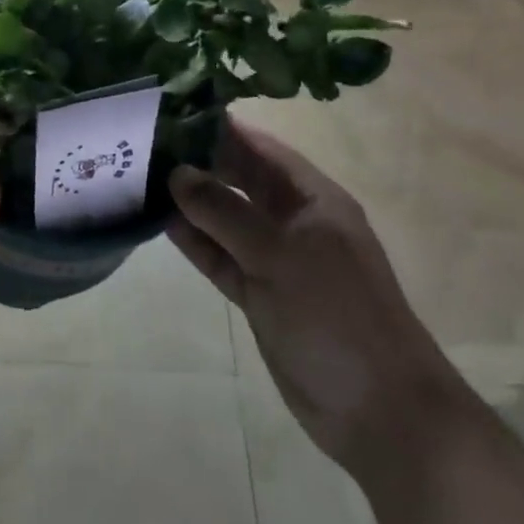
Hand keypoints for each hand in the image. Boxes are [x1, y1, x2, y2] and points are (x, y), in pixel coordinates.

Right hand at [167, 116, 468, 471]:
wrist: (381, 414)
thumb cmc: (337, 317)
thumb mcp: (279, 255)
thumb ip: (225, 212)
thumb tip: (177, 172)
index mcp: (313, 199)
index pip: (262, 148)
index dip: (222, 128)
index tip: (175, 109)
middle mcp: (294, 221)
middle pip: (241, 180)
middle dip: (201, 162)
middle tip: (148, 142)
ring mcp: (276, 259)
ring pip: (227, 219)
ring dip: (192, 203)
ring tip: (143, 176)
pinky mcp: (261, 294)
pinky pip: (222, 257)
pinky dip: (196, 242)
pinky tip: (161, 222)